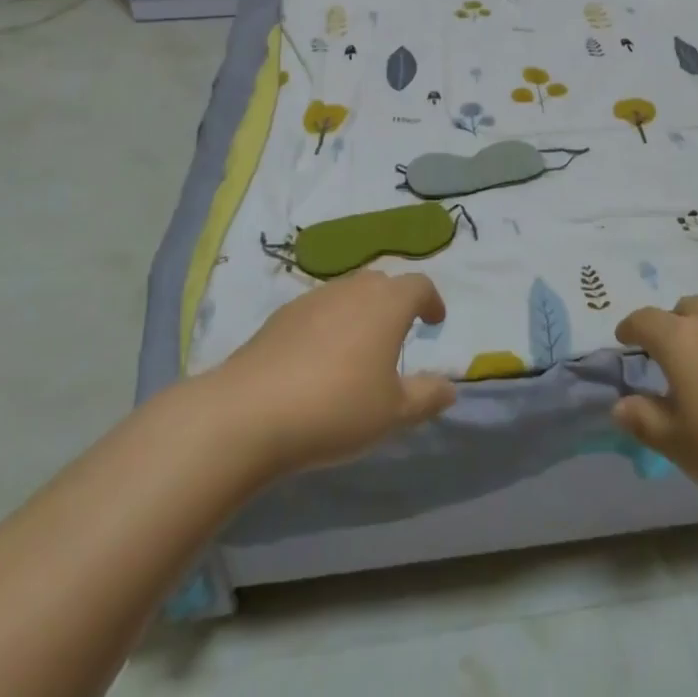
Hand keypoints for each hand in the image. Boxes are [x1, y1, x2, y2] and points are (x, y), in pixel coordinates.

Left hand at [210, 270, 456, 478]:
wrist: (249, 412)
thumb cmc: (336, 408)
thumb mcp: (393, 413)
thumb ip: (426, 396)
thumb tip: (448, 387)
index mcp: (387, 304)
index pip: (419, 285)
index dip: (431, 300)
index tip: (434, 322)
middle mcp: (351, 289)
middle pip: (381, 283)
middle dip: (395, 302)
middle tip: (399, 332)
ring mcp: (312, 299)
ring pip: (347, 293)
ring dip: (360, 312)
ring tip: (359, 347)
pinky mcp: (279, 317)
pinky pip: (317, 310)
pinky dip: (329, 324)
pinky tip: (319, 360)